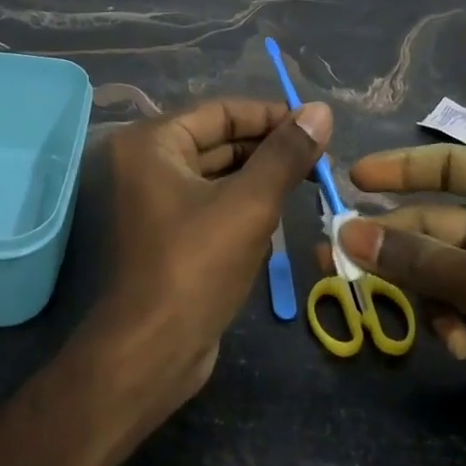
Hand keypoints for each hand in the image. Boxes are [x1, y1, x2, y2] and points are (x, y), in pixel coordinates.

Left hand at [82, 97, 330, 419]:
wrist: (150, 355)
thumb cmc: (195, 267)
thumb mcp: (249, 205)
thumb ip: (285, 155)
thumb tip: (321, 110)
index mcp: (150, 143)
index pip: (220, 112)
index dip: (270, 116)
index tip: (316, 125)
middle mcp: (143, 164)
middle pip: (217, 141)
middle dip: (268, 148)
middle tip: (320, 156)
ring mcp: (150, 201)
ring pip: (216, 175)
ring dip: (259, 177)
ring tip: (309, 179)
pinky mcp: (163, 234)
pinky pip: (208, 204)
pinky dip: (241, 203)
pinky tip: (280, 211)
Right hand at [337, 145, 465, 465]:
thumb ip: (415, 258)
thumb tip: (344, 232)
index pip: (450, 165)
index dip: (399, 169)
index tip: (353, 178)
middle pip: (434, 222)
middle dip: (394, 245)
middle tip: (335, 254)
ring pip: (437, 266)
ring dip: (422, 293)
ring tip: (404, 314)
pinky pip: (453, 301)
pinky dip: (448, 321)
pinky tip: (461, 348)